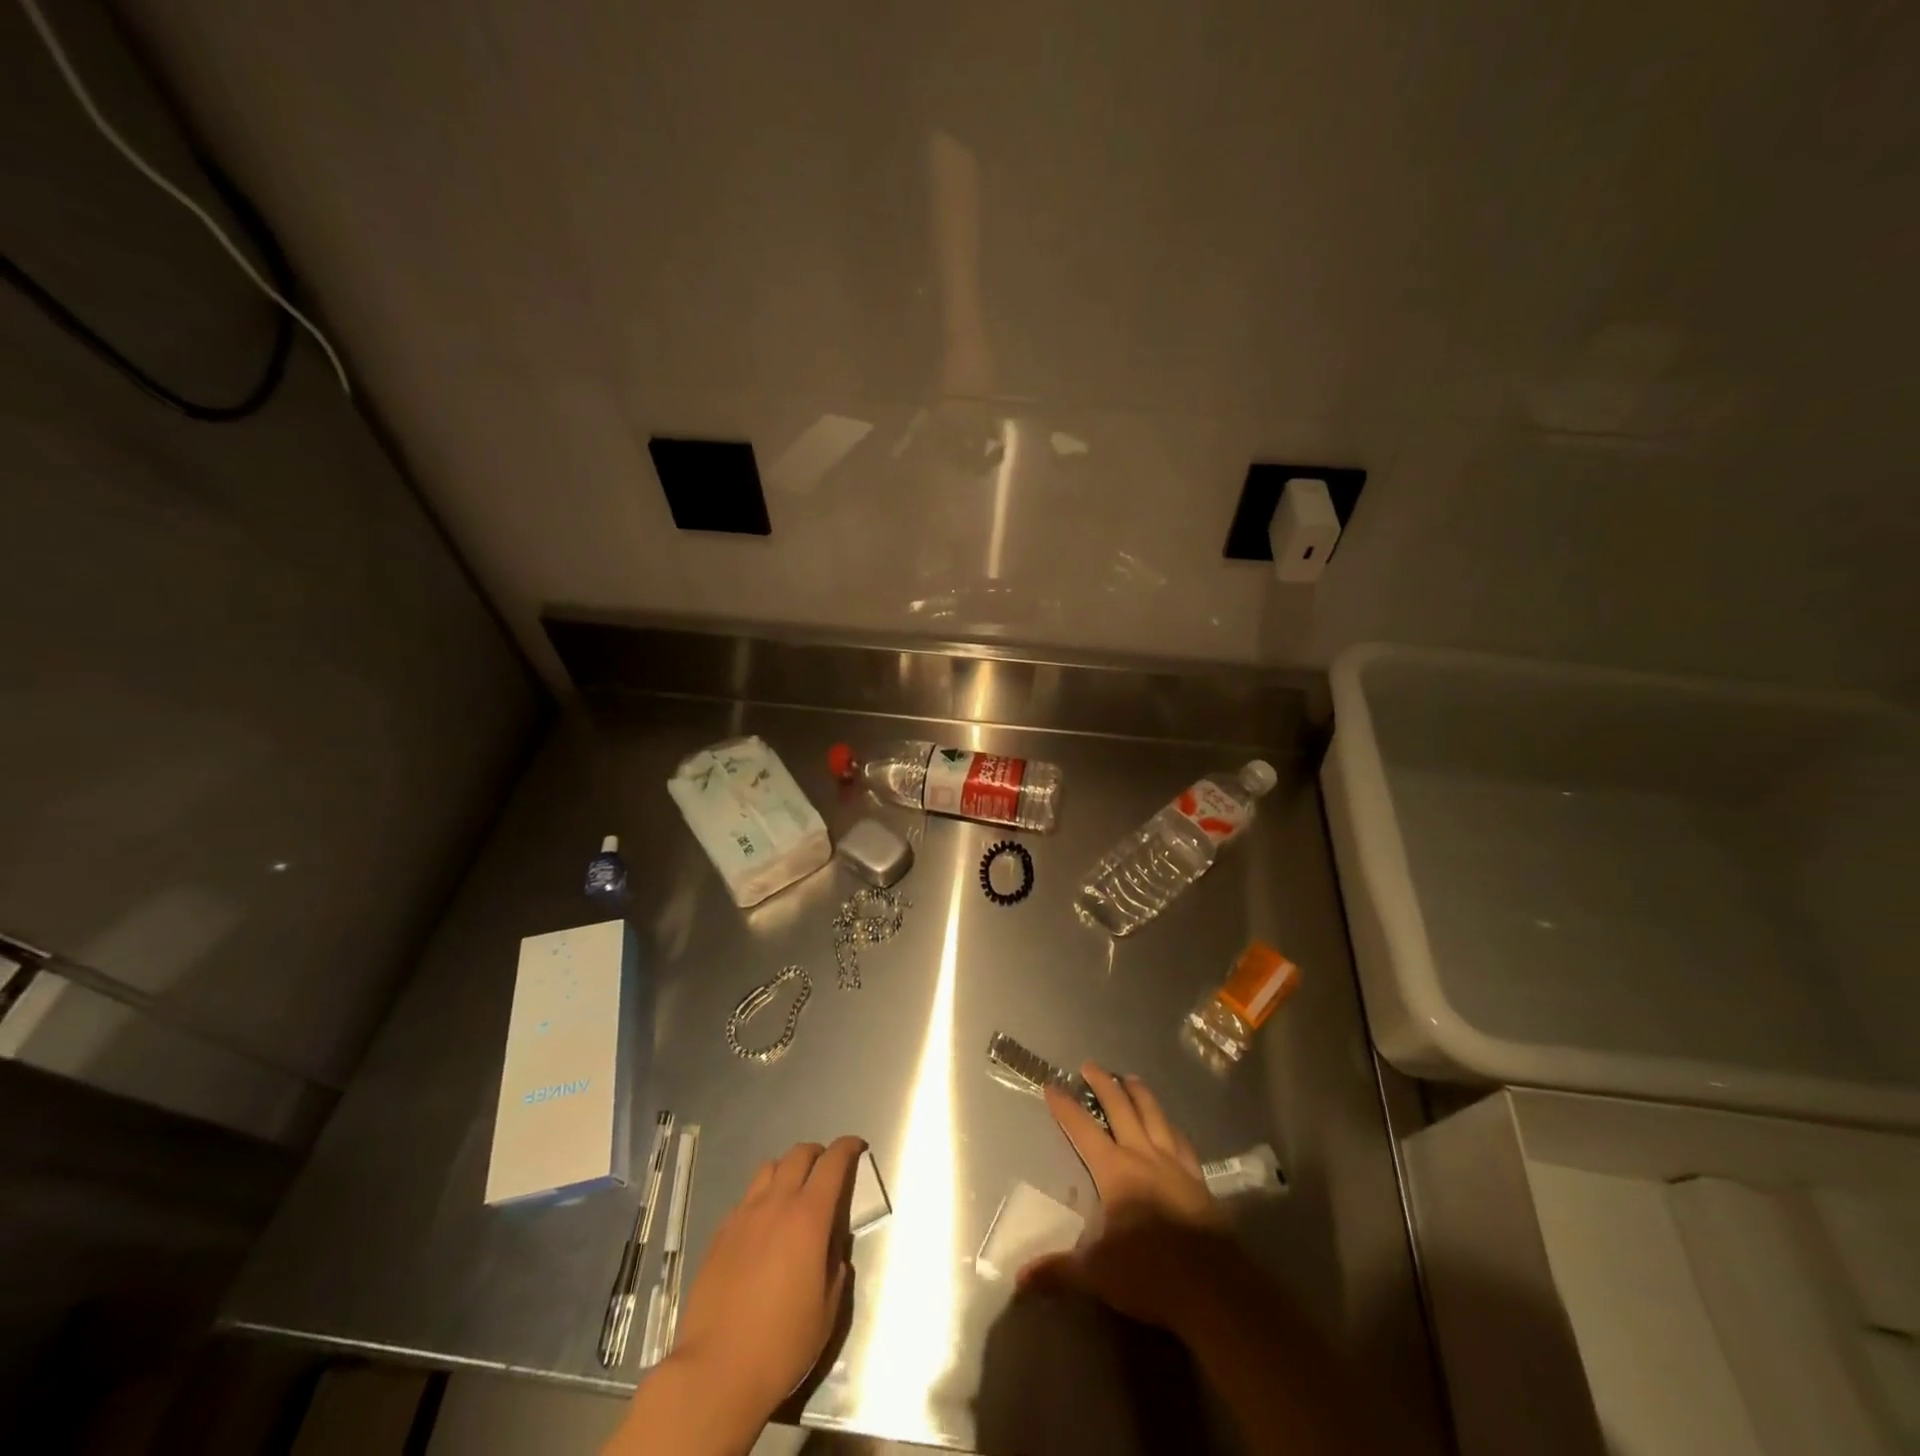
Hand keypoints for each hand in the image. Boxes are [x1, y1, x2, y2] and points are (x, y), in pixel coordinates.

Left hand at [666, 1137, 864, 1421]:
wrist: (716, 1371)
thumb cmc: (781, 1345)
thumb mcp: (826, 1311)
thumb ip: (835, 1269)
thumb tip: (833, 1250)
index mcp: (808, 1218)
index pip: (833, 1163)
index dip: (848, 1147)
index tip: (858, 1146)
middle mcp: (776, 1205)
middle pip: (798, 1155)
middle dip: (818, 1153)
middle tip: (827, 1169)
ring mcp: (743, 1216)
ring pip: (768, 1169)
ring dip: (787, 1170)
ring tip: (793, 1191)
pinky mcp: (719, 1234)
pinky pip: (745, 1199)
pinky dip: (761, 1198)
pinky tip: (762, 1226)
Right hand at [1019, 1064, 1226, 1330]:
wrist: (1215, 1289)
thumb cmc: (1150, 1275)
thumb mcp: (1097, 1274)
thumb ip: (1058, 1270)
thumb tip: (1019, 1277)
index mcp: (1116, 1171)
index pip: (1083, 1130)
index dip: (1066, 1107)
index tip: (1052, 1085)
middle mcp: (1144, 1156)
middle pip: (1121, 1109)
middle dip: (1104, 1085)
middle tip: (1091, 1065)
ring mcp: (1176, 1166)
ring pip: (1155, 1117)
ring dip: (1140, 1095)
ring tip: (1131, 1078)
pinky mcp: (1199, 1182)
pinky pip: (1183, 1143)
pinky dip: (1171, 1127)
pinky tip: (1171, 1126)